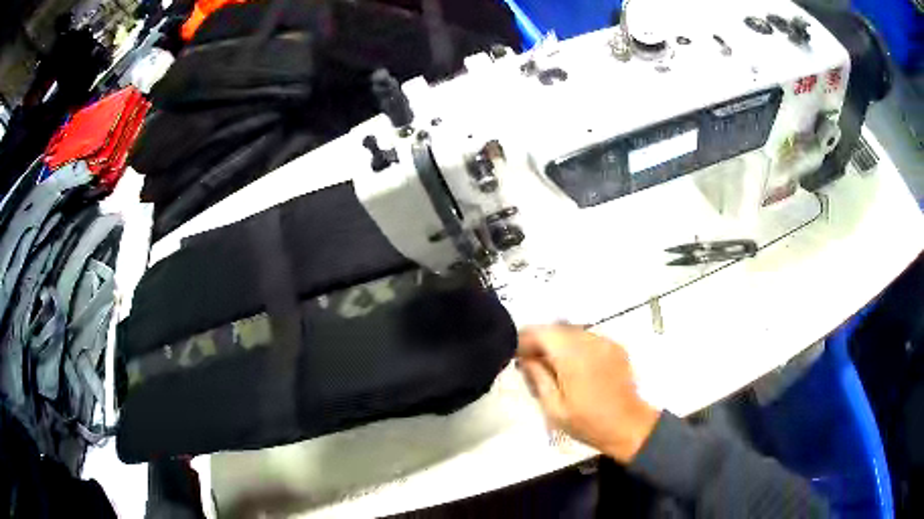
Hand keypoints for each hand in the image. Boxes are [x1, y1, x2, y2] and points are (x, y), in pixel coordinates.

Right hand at [516, 325, 660, 463]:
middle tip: (530, 362)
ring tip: (551, 365)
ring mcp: (605, 342)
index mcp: (572, 355)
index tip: (514, 355)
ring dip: (558, 343)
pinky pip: (589, 339)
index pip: (541, 332)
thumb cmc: (588, 422)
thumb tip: (524, 358)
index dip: (524, 339)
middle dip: (541, 341)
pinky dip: (576, 346)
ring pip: (573, 332)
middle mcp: (589, 340)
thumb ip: (537, 377)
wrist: (629, 426)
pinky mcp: (616, 348)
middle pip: (557, 329)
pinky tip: (574, 367)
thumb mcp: (553, 407)